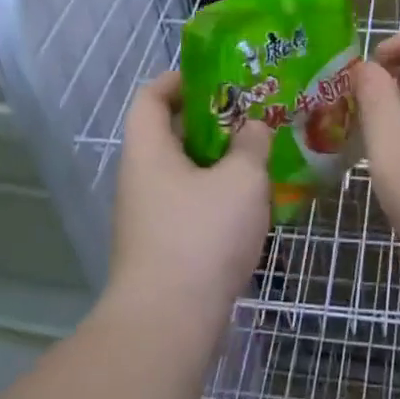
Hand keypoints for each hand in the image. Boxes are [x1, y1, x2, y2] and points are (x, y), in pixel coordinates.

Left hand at [107, 70, 273, 320]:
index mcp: (148, 151)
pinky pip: (189, 204)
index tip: (215, 76)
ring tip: (259, 154)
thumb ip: (251, 145)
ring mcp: (148, 216)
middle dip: (210, 120)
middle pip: (169, 133)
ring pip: (183, 172)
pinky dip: (216, 195)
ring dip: (217, 161)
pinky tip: (250, 202)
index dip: (178, 79)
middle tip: (252, 114)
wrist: (169, 322)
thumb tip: (253, 128)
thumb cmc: (202, 236)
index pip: (151, 96)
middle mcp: (140, 178)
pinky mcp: (162, 247)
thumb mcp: (240, 180)